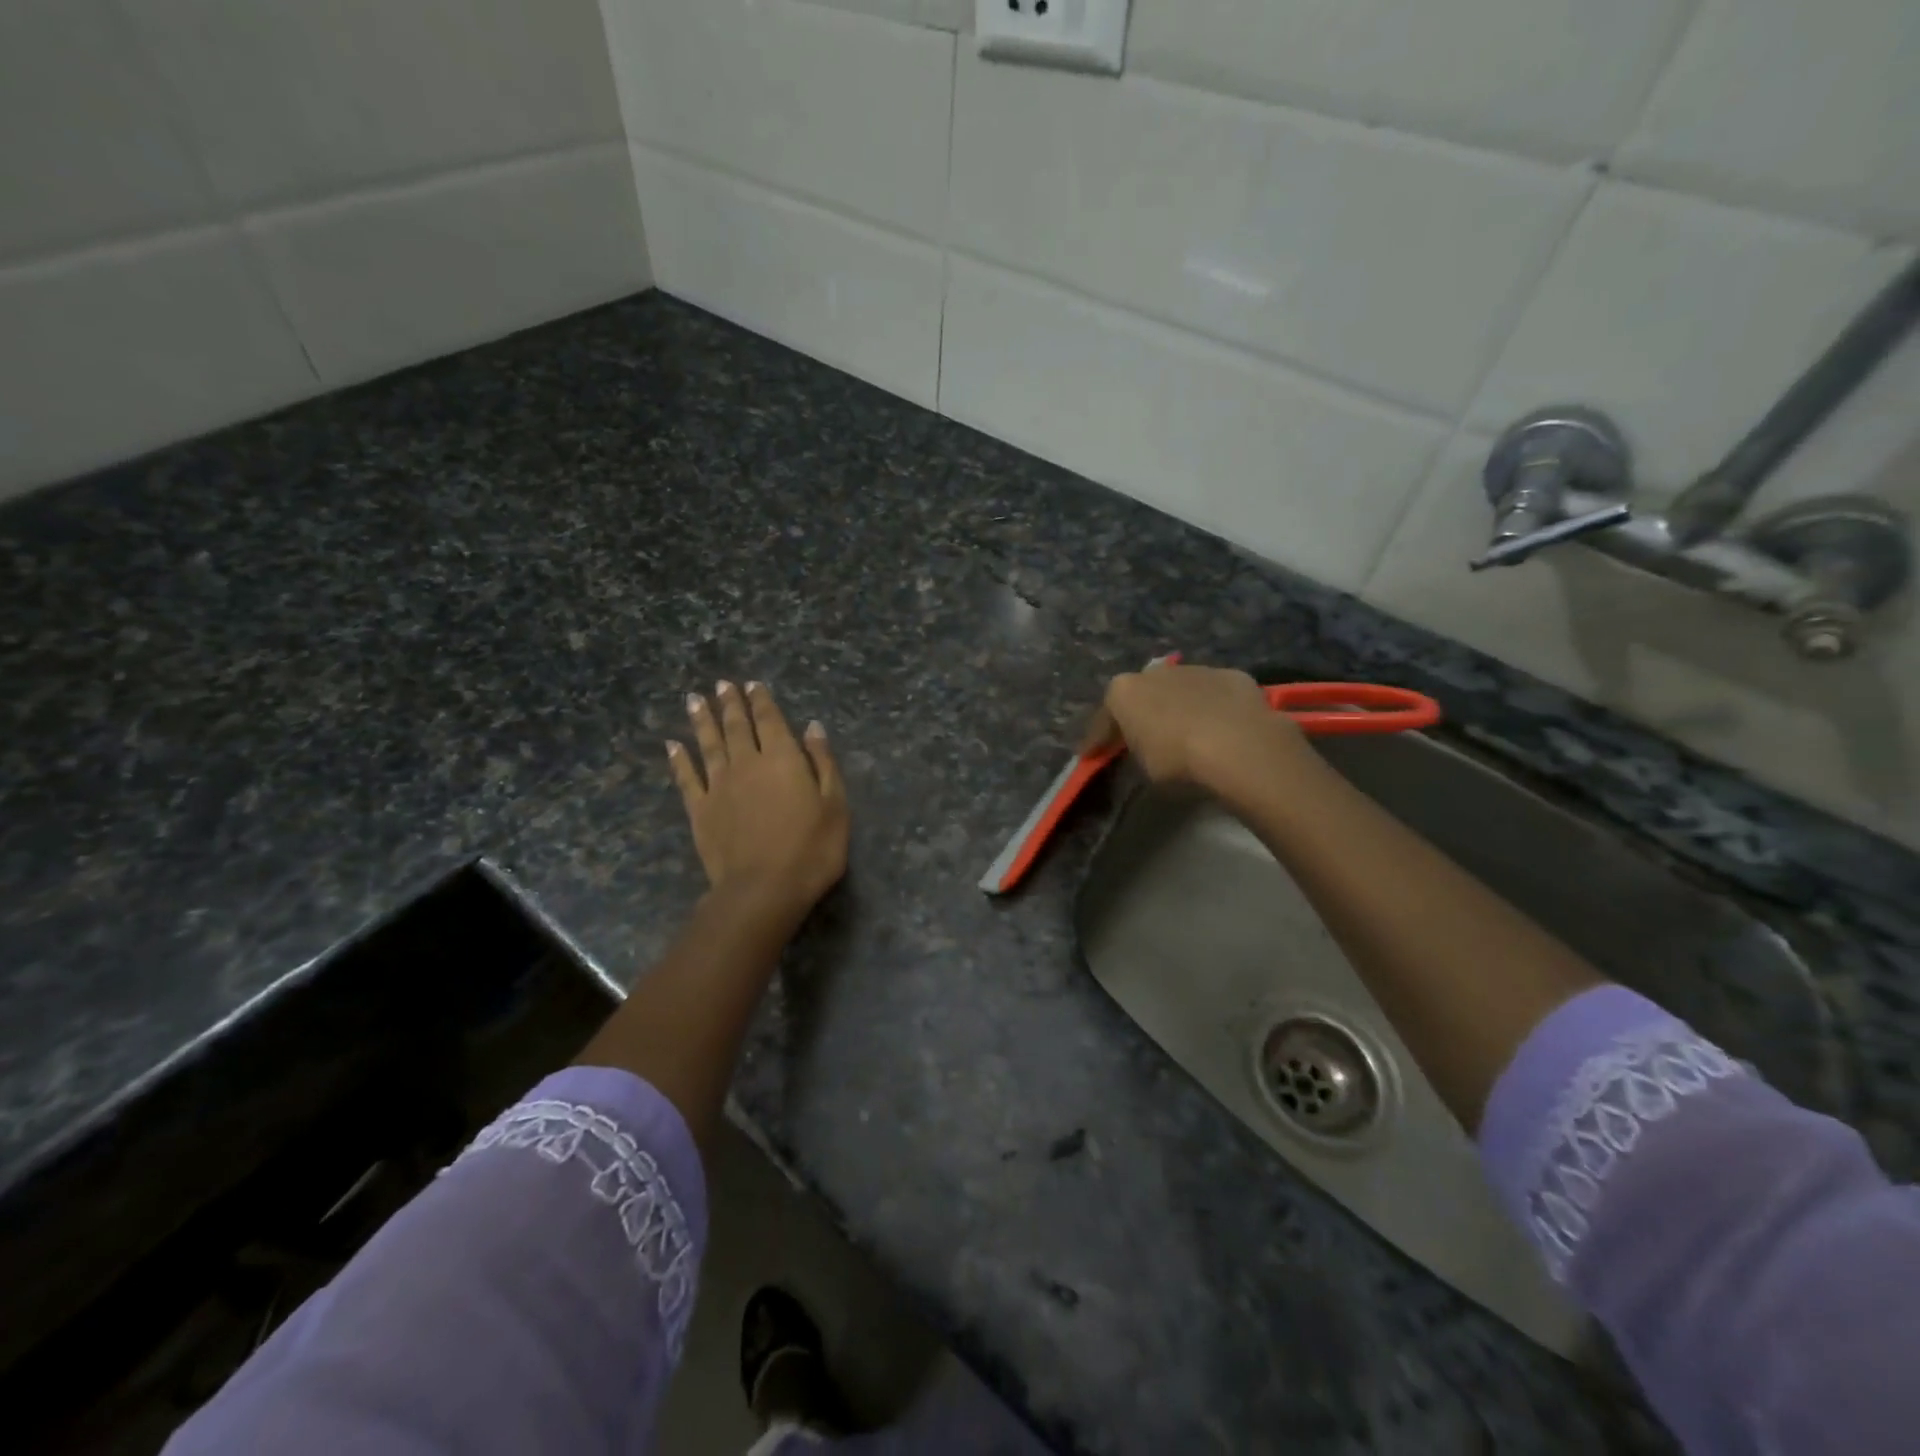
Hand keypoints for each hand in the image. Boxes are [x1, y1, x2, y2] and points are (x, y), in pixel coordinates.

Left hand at [668, 681, 848, 923]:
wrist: (763, 889)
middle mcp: (747, 764)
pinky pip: (687, 778)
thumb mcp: (835, 805)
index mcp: (783, 759)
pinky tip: (672, 745)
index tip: (752, 684)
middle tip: (722, 684)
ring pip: (708, 744)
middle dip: (730, 704)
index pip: (770, 721)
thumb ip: (823, 763)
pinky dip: (679, 760)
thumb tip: (812, 727)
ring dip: (702, 720)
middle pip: (736, 727)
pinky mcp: (700, 810)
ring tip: (695, 699)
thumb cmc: (811, 850)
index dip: (762, 701)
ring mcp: (719, 786)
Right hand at [1085, 662, 1311, 796]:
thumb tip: (1146, 750)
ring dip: (1179, 706)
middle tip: (1143, 738)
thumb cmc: (1177, 761)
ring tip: (1188, 732)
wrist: (1238, 746)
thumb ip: (1138, 752)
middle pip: (1142, 695)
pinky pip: (1215, 694)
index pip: (1103, 719)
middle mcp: (1155, 672)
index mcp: (1123, 691)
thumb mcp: (1144, 768)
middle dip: (1141, 714)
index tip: (1093, 756)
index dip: (1098, 740)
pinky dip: (1214, 707)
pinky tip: (1222, 727)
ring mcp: (1196, 670)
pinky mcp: (1232, 676)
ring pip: (1180, 689)